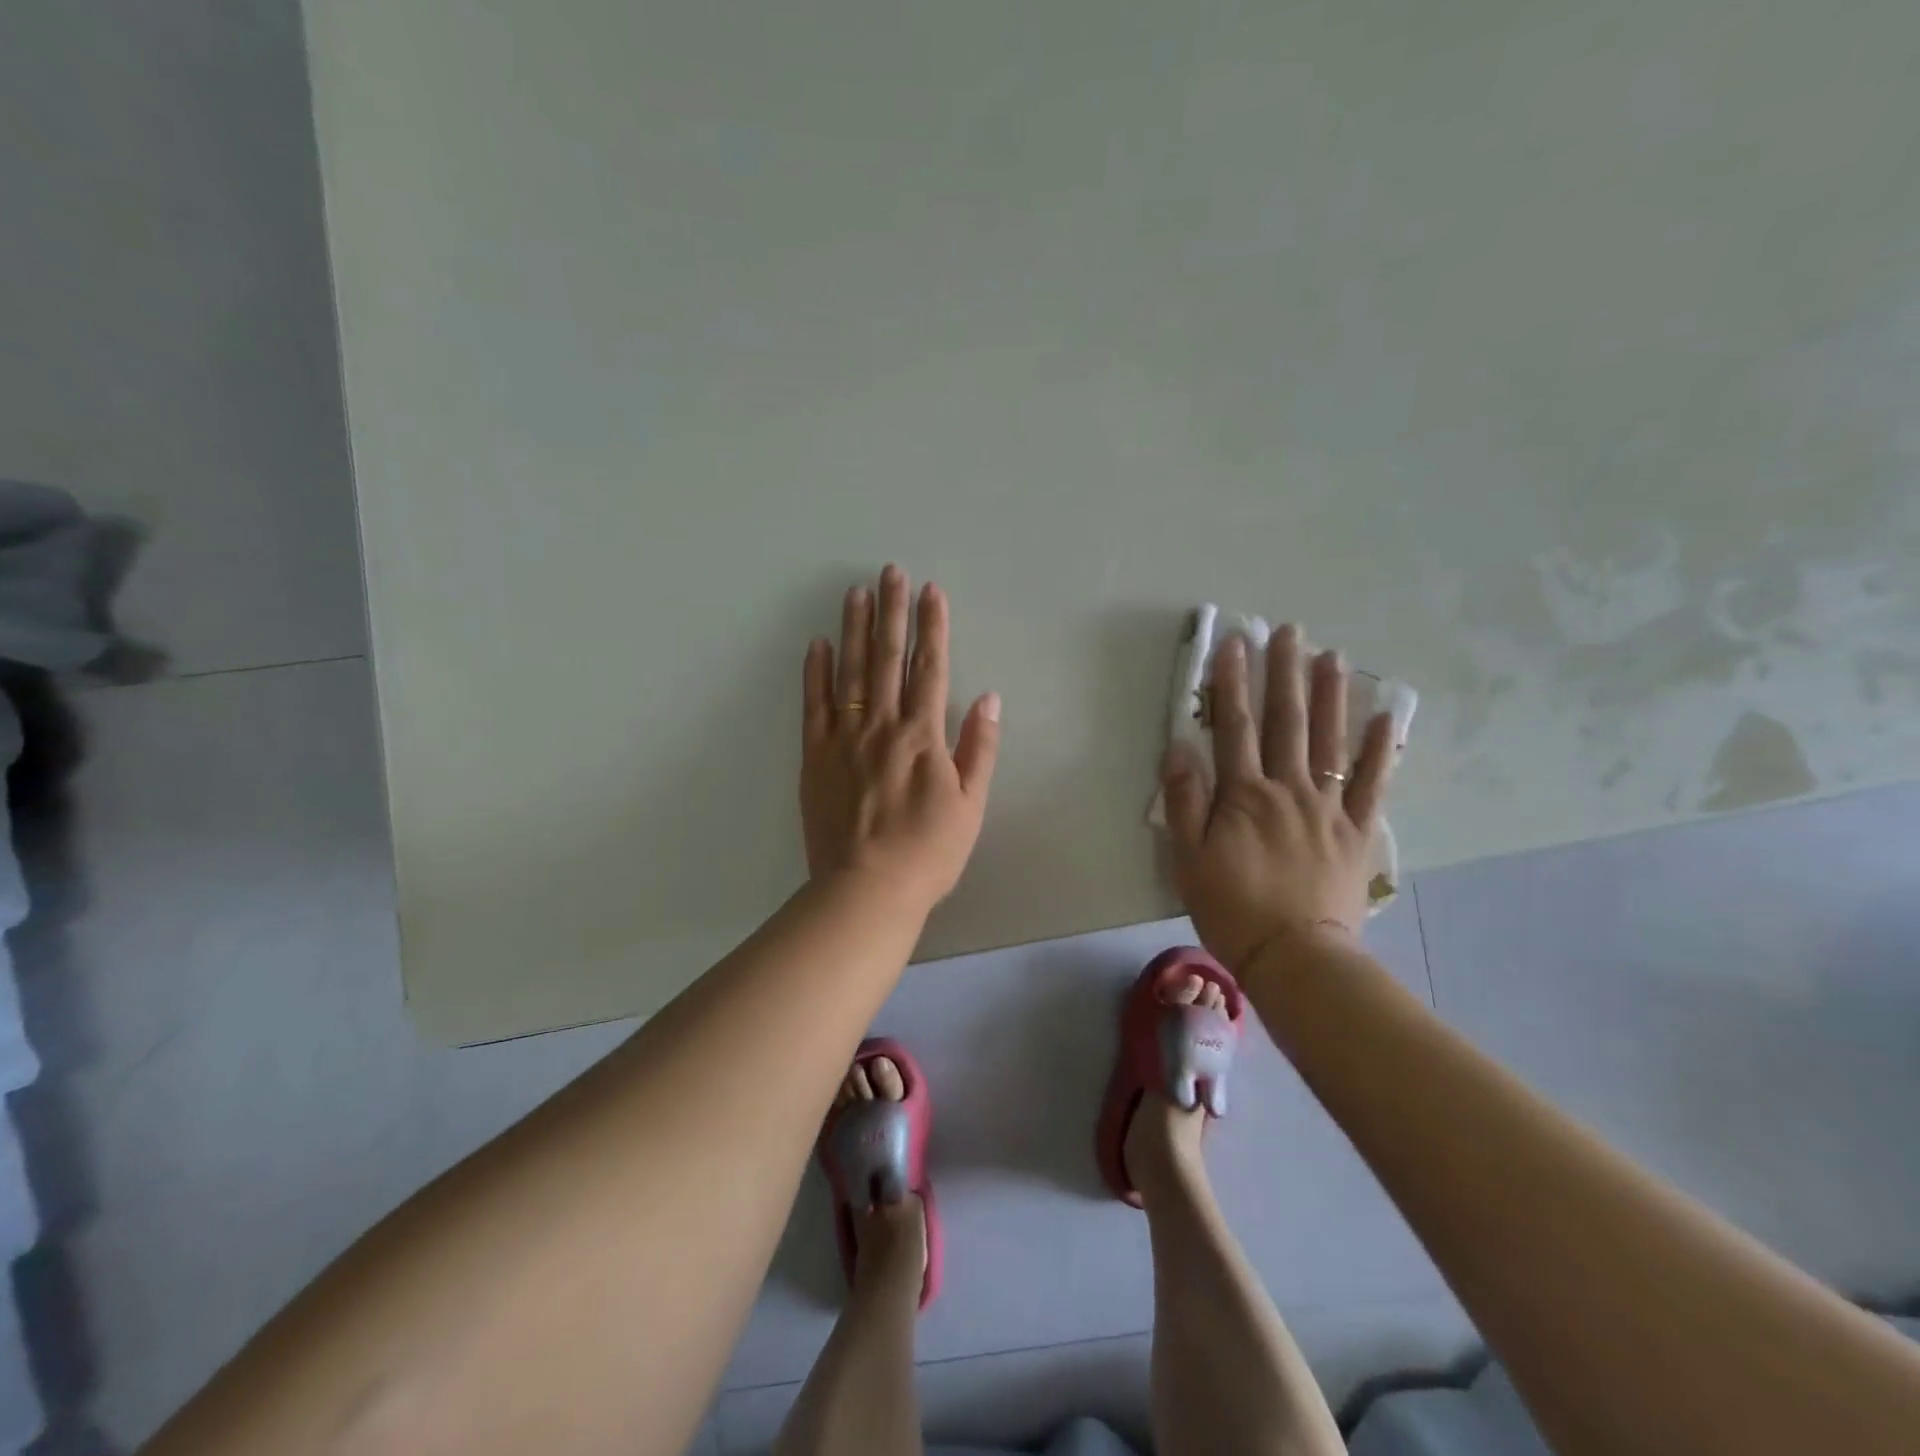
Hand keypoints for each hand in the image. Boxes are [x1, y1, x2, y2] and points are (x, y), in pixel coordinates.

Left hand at [801, 565, 1001, 912]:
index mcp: (923, 736)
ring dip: (854, 628)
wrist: (866, 889)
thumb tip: (989, 698)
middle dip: (892, 611)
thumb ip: (979, 748)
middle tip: (891, 571)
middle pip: (887, 658)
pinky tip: (817, 643)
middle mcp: (882, 726)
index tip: (931, 591)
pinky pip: (814, 705)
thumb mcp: (971, 805)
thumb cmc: (928, 852)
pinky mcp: (815, 756)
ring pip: (850, 671)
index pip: (930, 668)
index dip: (932, 627)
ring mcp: (843, 738)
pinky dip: (816, 672)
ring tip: (856, 591)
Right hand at [1161, 625, 1393, 973]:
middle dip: (1285, 673)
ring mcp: (1328, 808)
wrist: (1295, 958)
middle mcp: (1288, 790)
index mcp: (1244, 795)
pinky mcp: (1357, 832)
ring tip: (1332, 656)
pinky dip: (1378, 750)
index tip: (1235, 643)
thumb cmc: (1231, 908)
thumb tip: (1180, 747)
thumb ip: (1184, 800)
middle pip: (1287, 722)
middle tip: (1289, 630)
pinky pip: (1371, 785)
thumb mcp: (1188, 858)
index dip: (1232, 683)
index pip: (1235, 727)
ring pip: (1330, 742)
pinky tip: (1386, 717)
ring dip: (1331, 696)